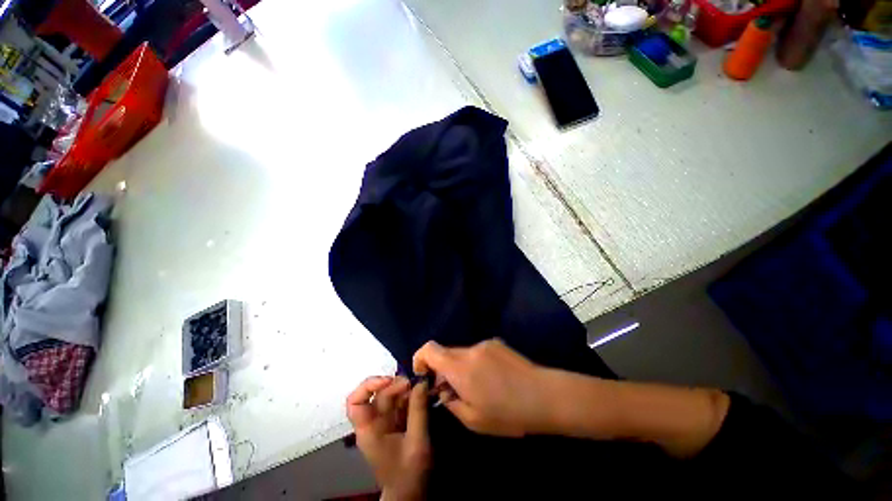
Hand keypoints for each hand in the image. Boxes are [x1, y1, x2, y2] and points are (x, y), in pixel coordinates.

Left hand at [346, 376, 430, 500]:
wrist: (411, 494)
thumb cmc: (409, 473)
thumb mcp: (417, 442)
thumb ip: (418, 410)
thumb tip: (421, 381)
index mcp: (369, 430)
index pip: (355, 403)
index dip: (368, 386)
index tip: (388, 381)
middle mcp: (373, 423)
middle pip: (378, 395)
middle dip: (396, 385)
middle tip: (414, 384)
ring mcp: (385, 422)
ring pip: (391, 396)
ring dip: (406, 389)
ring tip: (421, 388)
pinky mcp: (396, 422)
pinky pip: (401, 402)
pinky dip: (411, 396)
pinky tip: (421, 395)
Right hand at [413, 339, 555, 436]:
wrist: (543, 395)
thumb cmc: (508, 413)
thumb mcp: (474, 420)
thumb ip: (452, 403)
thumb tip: (444, 391)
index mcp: (460, 368)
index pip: (430, 349)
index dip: (420, 358)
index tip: (423, 374)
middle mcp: (470, 350)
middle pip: (446, 352)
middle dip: (442, 368)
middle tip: (451, 389)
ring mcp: (484, 344)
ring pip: (462, 353)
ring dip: (461, 367)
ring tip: (478, 387)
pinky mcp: (496, 343)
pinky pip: (477, 352)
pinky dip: (475, 363)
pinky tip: (492, 379)